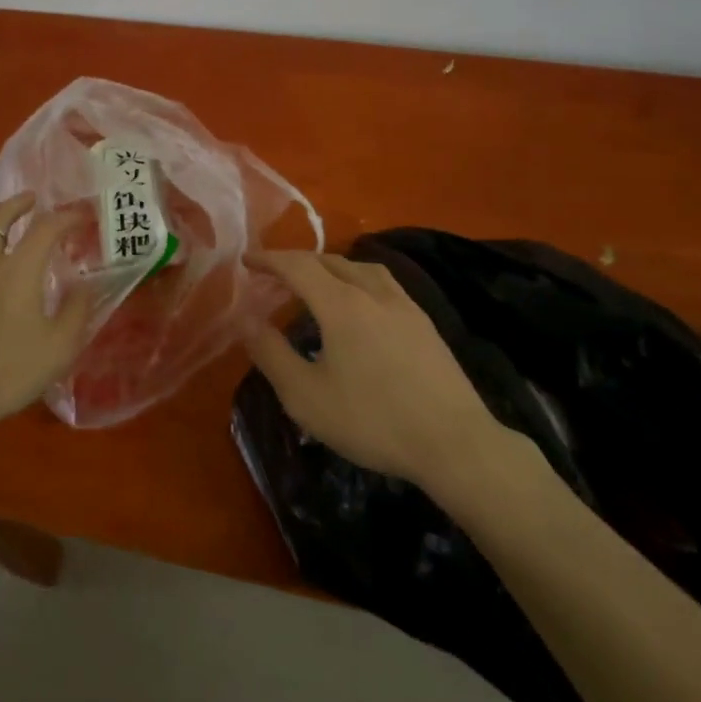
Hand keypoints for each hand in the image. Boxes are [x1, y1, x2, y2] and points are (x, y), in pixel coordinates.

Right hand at [244, 250, 528, 491]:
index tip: (246, 261)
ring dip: (331, 268)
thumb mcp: (306, 396)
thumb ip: (272, 354)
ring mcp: (405, 305)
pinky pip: (383, 284)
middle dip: (297, 263)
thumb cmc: (372, 420)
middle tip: (275, 276)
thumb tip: (247, 321)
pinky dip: (359, 282)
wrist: (454, 442)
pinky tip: (361, 308)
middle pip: (330, 261)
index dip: (269, 260)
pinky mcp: (425, 323)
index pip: (298, 266)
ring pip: (361, 268)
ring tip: (317, 285)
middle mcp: (373, 293)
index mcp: (341, 304)